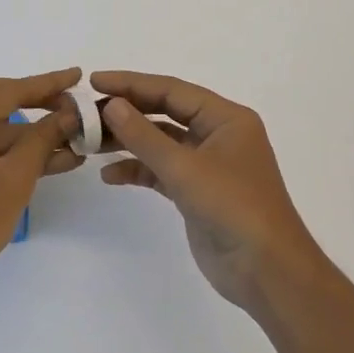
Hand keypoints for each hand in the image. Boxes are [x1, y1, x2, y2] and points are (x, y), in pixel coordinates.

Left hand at [0, 68, 86, 298]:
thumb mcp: (17, 175)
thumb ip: (44, 137)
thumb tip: (70, 114)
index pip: (7, 90)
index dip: (46, 84)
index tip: (77, 75)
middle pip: (3, 104)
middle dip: (44, 105)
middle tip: (78, 103)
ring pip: (1, 130)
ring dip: (37, 136)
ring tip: (79, 136)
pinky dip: (22, 154)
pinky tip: (60, 158)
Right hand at [90, 71, 322, 311]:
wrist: (266, 271)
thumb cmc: (233, 208)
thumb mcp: (185, 169)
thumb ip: (145, 136)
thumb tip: (112, 104)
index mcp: (226, 118)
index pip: (172, 90)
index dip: (132, 83)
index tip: (95, 81)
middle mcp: (218, 134)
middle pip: (165, 112)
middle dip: (127, 112)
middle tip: (87, 112)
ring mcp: (208, 164)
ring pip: (161, 142)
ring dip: (128, 142)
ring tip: (90, 142)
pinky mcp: (197, 192)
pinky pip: (162, 171)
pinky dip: (138, 170)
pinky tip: (110, 175)